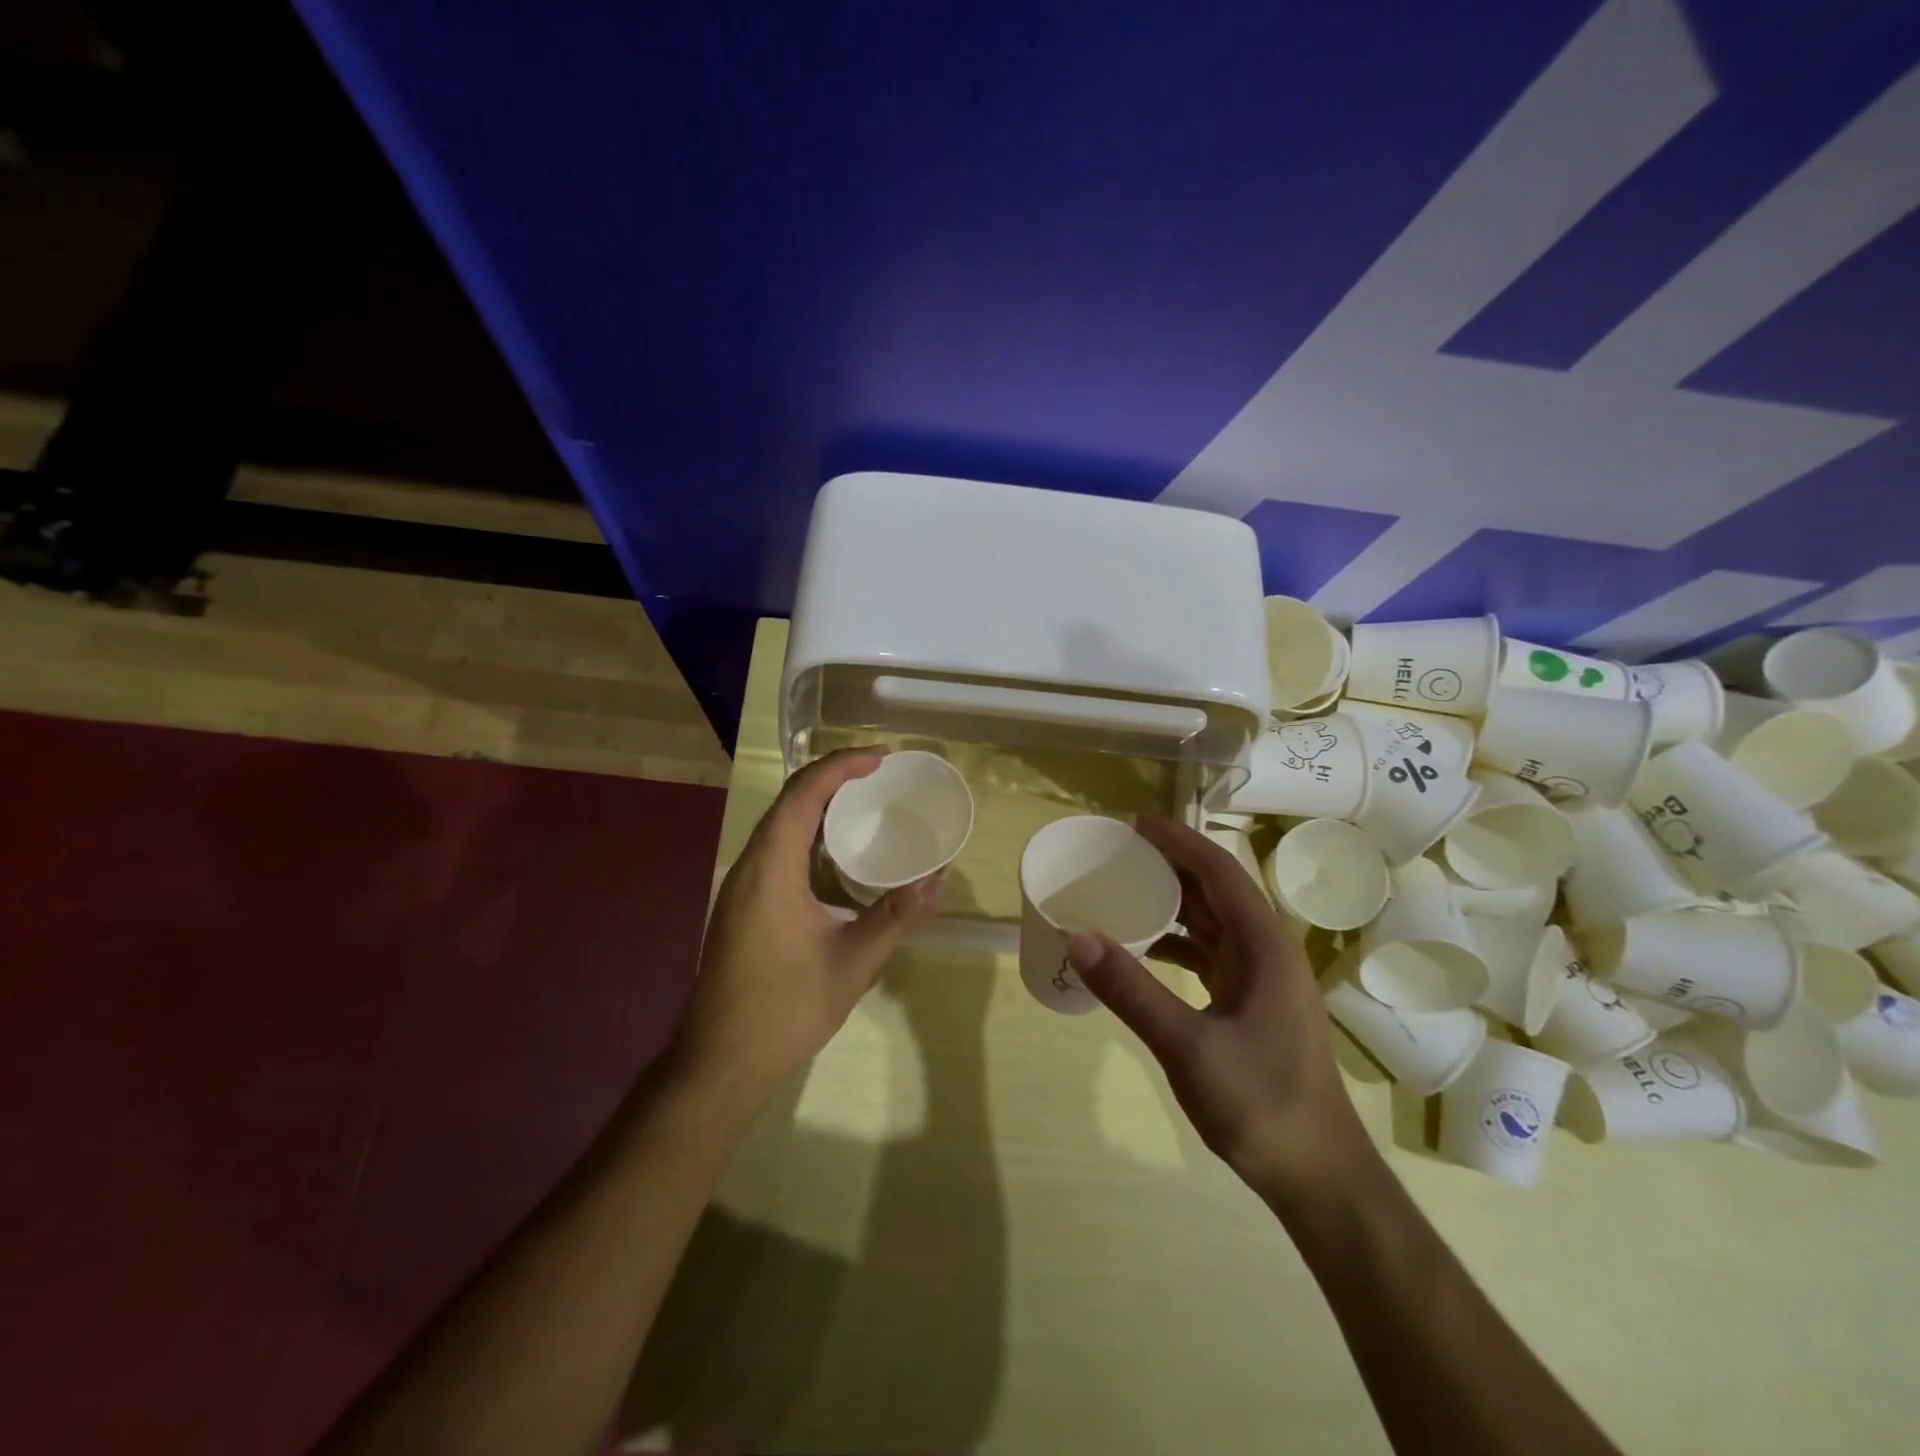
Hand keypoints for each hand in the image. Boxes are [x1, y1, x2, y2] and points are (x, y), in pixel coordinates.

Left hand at [673, 749, 944, 1103]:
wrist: (720, 1061)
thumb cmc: (786, 1009)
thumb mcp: (853, 963)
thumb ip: (896, 916)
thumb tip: (939, 879)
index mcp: (770, 870)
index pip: (802, 795)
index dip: (840, 766)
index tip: (881, 758)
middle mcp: (749, 867)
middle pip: (787, 802)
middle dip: (832, 777)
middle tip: (879, 774)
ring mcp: (739, 887)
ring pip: (778, 826)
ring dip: (818, 805)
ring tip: (863, 803)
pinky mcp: (740, 905)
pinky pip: (775, 850)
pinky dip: (806, 834)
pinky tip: (835, 854)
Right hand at [1066, 818, 1373, 1205]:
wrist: (1319, 1177)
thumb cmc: (1262, 1105)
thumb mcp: (1188, 1048)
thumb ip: (1132, 992)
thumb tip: (1079, 938)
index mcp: (1265, 947)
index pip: (1220, 873)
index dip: (1180, 842)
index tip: (1136, 823)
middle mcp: (1268, 952)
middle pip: (1217, 891)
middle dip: (1172, 865)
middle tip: (1120, 851)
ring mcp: (1263, 980)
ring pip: (1214, 922)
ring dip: (1174, 902)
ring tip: (1125, 888)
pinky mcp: (1253, 1004)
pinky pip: (1211, 954)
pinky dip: (1178, 942)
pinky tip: (1145, 948)